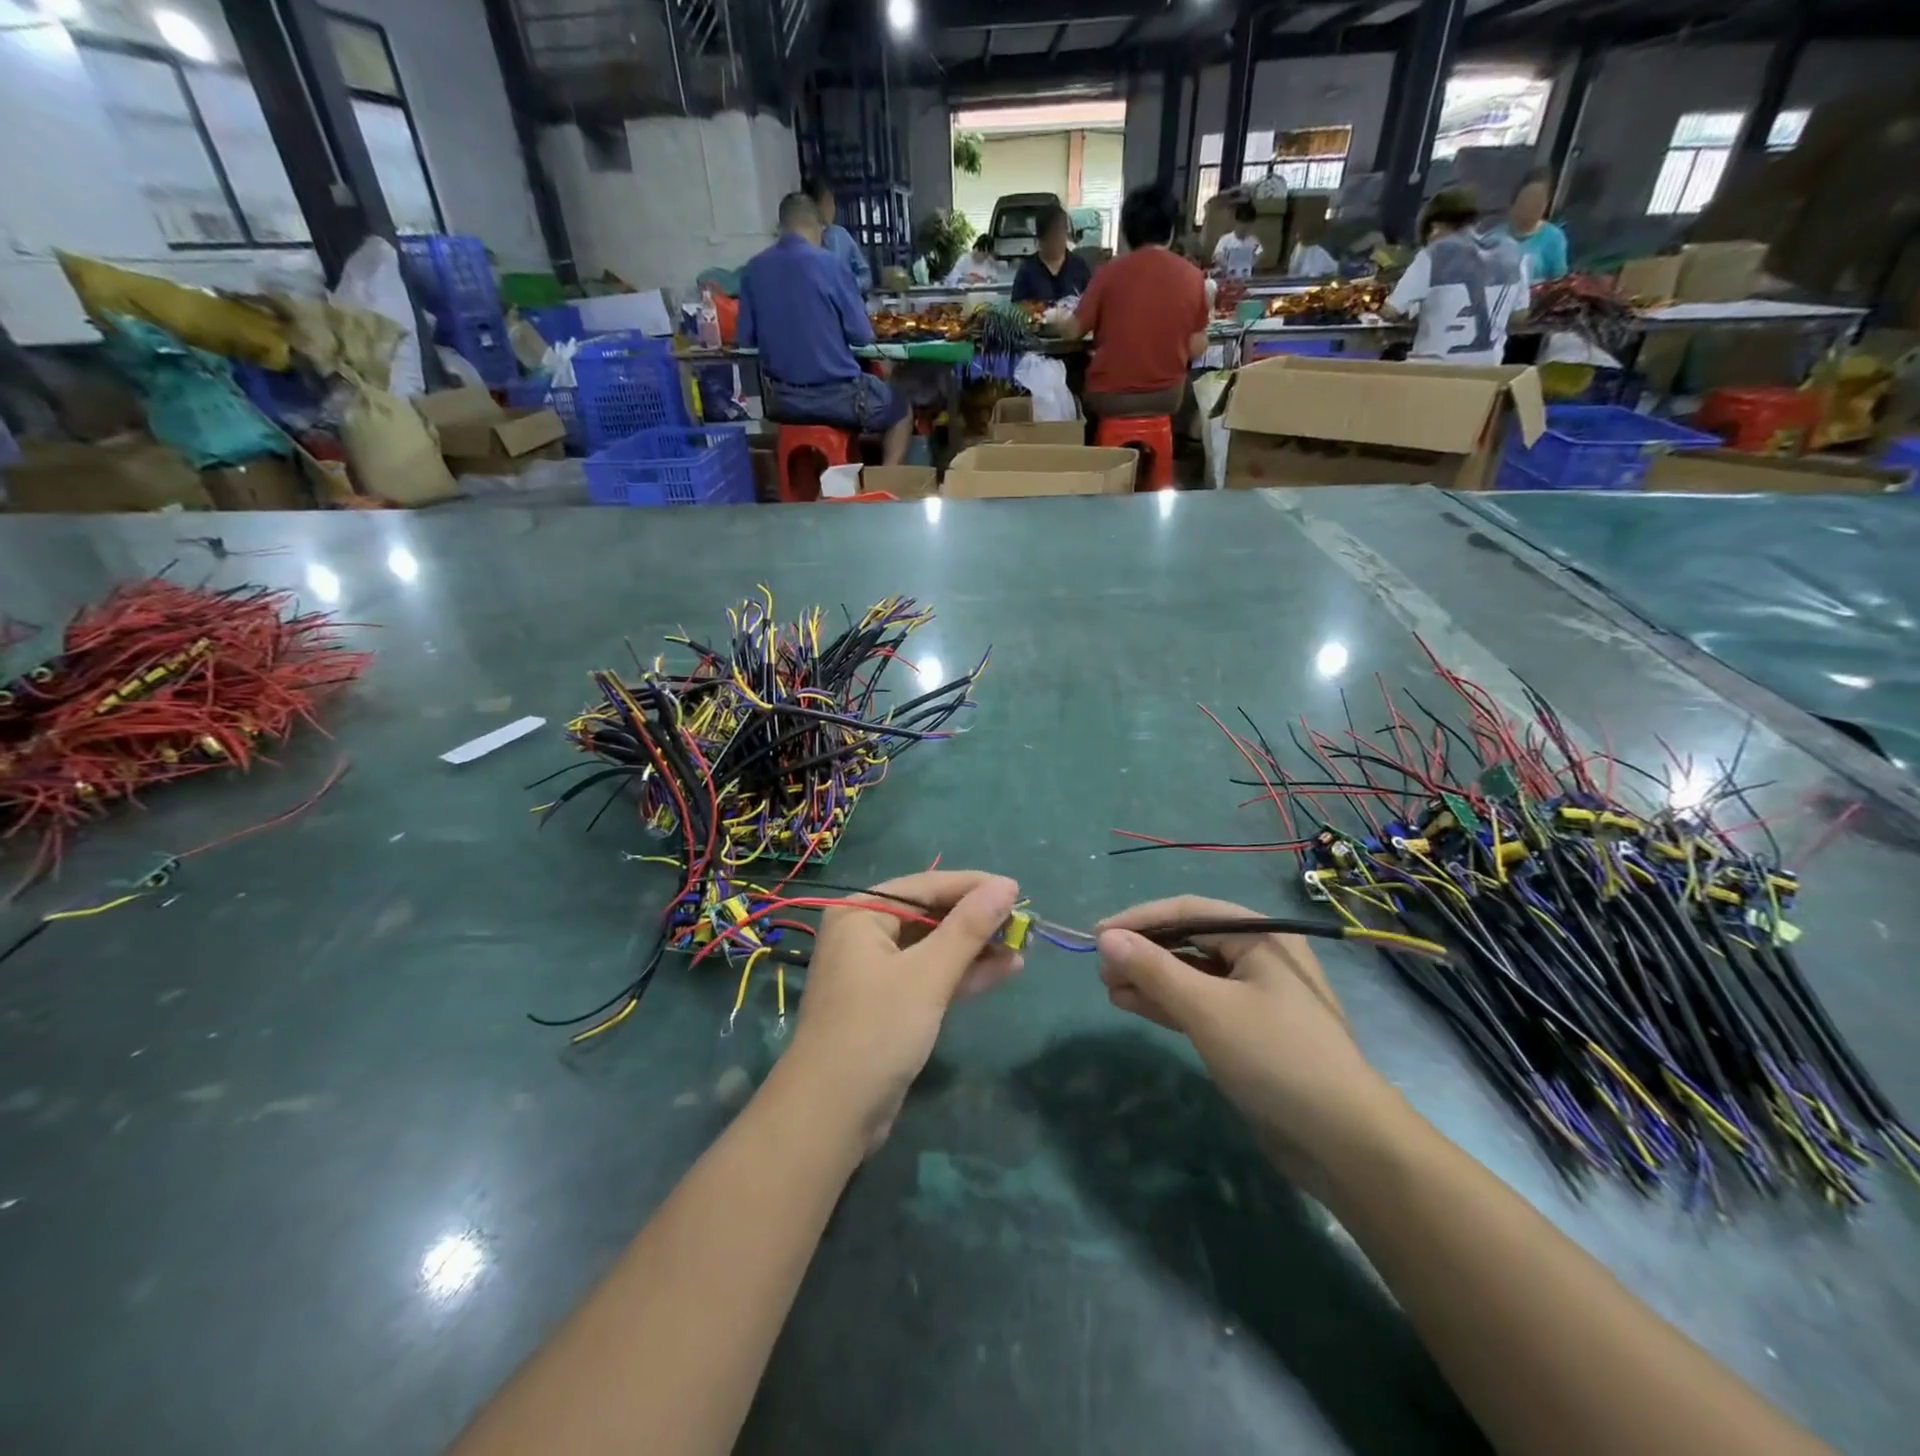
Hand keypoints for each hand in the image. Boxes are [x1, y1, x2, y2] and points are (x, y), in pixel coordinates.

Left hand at [790, 872, 1022, 1150]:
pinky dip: (963, 974)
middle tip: (1023, 923)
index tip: (1017, 890)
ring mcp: (876, 972)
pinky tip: (1005, 970)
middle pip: (930, 916)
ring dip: (976, 948)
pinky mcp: (889, 1004)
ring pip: (934, 948)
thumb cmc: (876, 1030)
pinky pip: (931, 976)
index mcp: (860, 914)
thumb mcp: (928, 975)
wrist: (832, 1116)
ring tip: (1023, 946)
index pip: (925, 887)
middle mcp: (864, 935)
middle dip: (976, 920)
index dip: (972, 886)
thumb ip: (968, 928)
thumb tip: (1007, 885)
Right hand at [1096, 896, 1397, 1183]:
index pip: (1187, 911)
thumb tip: (1105, 938)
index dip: (1138, 920)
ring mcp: (1254, 996)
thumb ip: (1154, 969)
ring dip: (1149, 978)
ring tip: (1107, 987)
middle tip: (1100, 969)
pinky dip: (1166, 1002)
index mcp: (1260, 936)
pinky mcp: (1248, 1031)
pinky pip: (1199, 1003)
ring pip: (1191, 974)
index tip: (1095, 935)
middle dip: (1143, 952)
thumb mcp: (1207, 1008)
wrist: (1344, 1143)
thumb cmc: (1275, 1058)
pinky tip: (1131, 1004)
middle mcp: (1258, 957)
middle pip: (1188, 940)